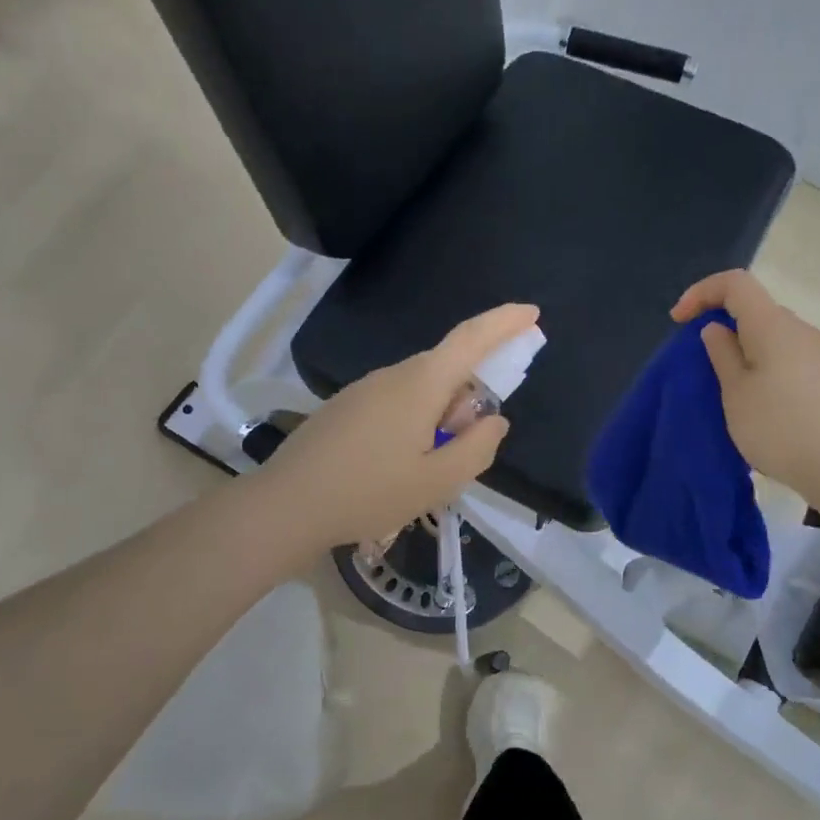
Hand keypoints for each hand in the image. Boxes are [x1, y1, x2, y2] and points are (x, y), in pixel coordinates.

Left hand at [255, 303, 539, 551]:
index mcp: (420, 385)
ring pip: (421, 389)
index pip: (471, 338)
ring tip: (425, 470)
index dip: (504, 322)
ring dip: (439, 417)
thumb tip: (494, 420)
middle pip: (447, 369)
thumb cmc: (368, 493)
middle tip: (463, 450)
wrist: (286, 506)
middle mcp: (392, 375)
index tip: (533, 313)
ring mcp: (364, 389)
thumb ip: (477, 448)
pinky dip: (415, 422)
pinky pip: (396, 402)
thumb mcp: (437, 481)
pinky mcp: (346, 407)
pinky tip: (397, 466)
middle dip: (468, 398)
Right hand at [672, 270, 819, 498]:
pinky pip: (790, 357)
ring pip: (774, 336)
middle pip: (756, 310)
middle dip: (724, 326)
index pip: (735, 283)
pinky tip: (764, 403)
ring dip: (747, 350)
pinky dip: (768, 366)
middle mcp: (801, 329)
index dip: (702, 292)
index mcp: (772, 325)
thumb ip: (722, 354)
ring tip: (732, 389)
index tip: (679, 321)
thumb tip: (717, 328)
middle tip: (704, 363)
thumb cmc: (777, 426)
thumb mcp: (735, 392)